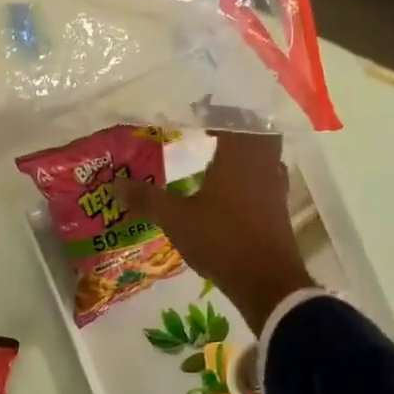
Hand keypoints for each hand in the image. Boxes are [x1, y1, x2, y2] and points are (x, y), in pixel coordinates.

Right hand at [120, 132, 312, 333]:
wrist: (267, 282)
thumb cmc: (222, 240)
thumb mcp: (176, 219)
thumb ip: (147, 199)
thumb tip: (115, 184)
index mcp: (239, 156)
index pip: (231, 119)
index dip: (214, 112)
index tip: (196, 111)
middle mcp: (262, 164)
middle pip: (256, 132)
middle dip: (234, 126)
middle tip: (210, 127)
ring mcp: (275, 186)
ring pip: (264, 155)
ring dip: (245, 149)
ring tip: (219, 152)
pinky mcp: (278, 208)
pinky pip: (265, 177)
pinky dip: (250, 174)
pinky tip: (232, 187)